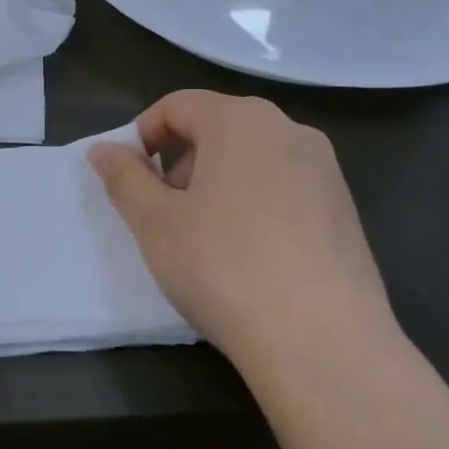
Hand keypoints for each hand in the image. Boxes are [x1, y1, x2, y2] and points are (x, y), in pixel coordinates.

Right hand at [88, 90, 403, 391]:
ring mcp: (325, 170)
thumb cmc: (224, 267)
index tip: (130, 180)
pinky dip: (254, 204)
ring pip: (252, 158)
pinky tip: (248, 257)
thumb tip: (103, 150)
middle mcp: (289, 130)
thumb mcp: (155, 222)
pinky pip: (284, 187)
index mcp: (240, 120)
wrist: (323, 343)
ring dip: (216, 183)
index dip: (143, 136)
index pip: (177, 105)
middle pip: (217, 127)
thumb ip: (123, 177)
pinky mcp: (345, 209)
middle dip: (180, 161)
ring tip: (204, 238)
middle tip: (164, 212)